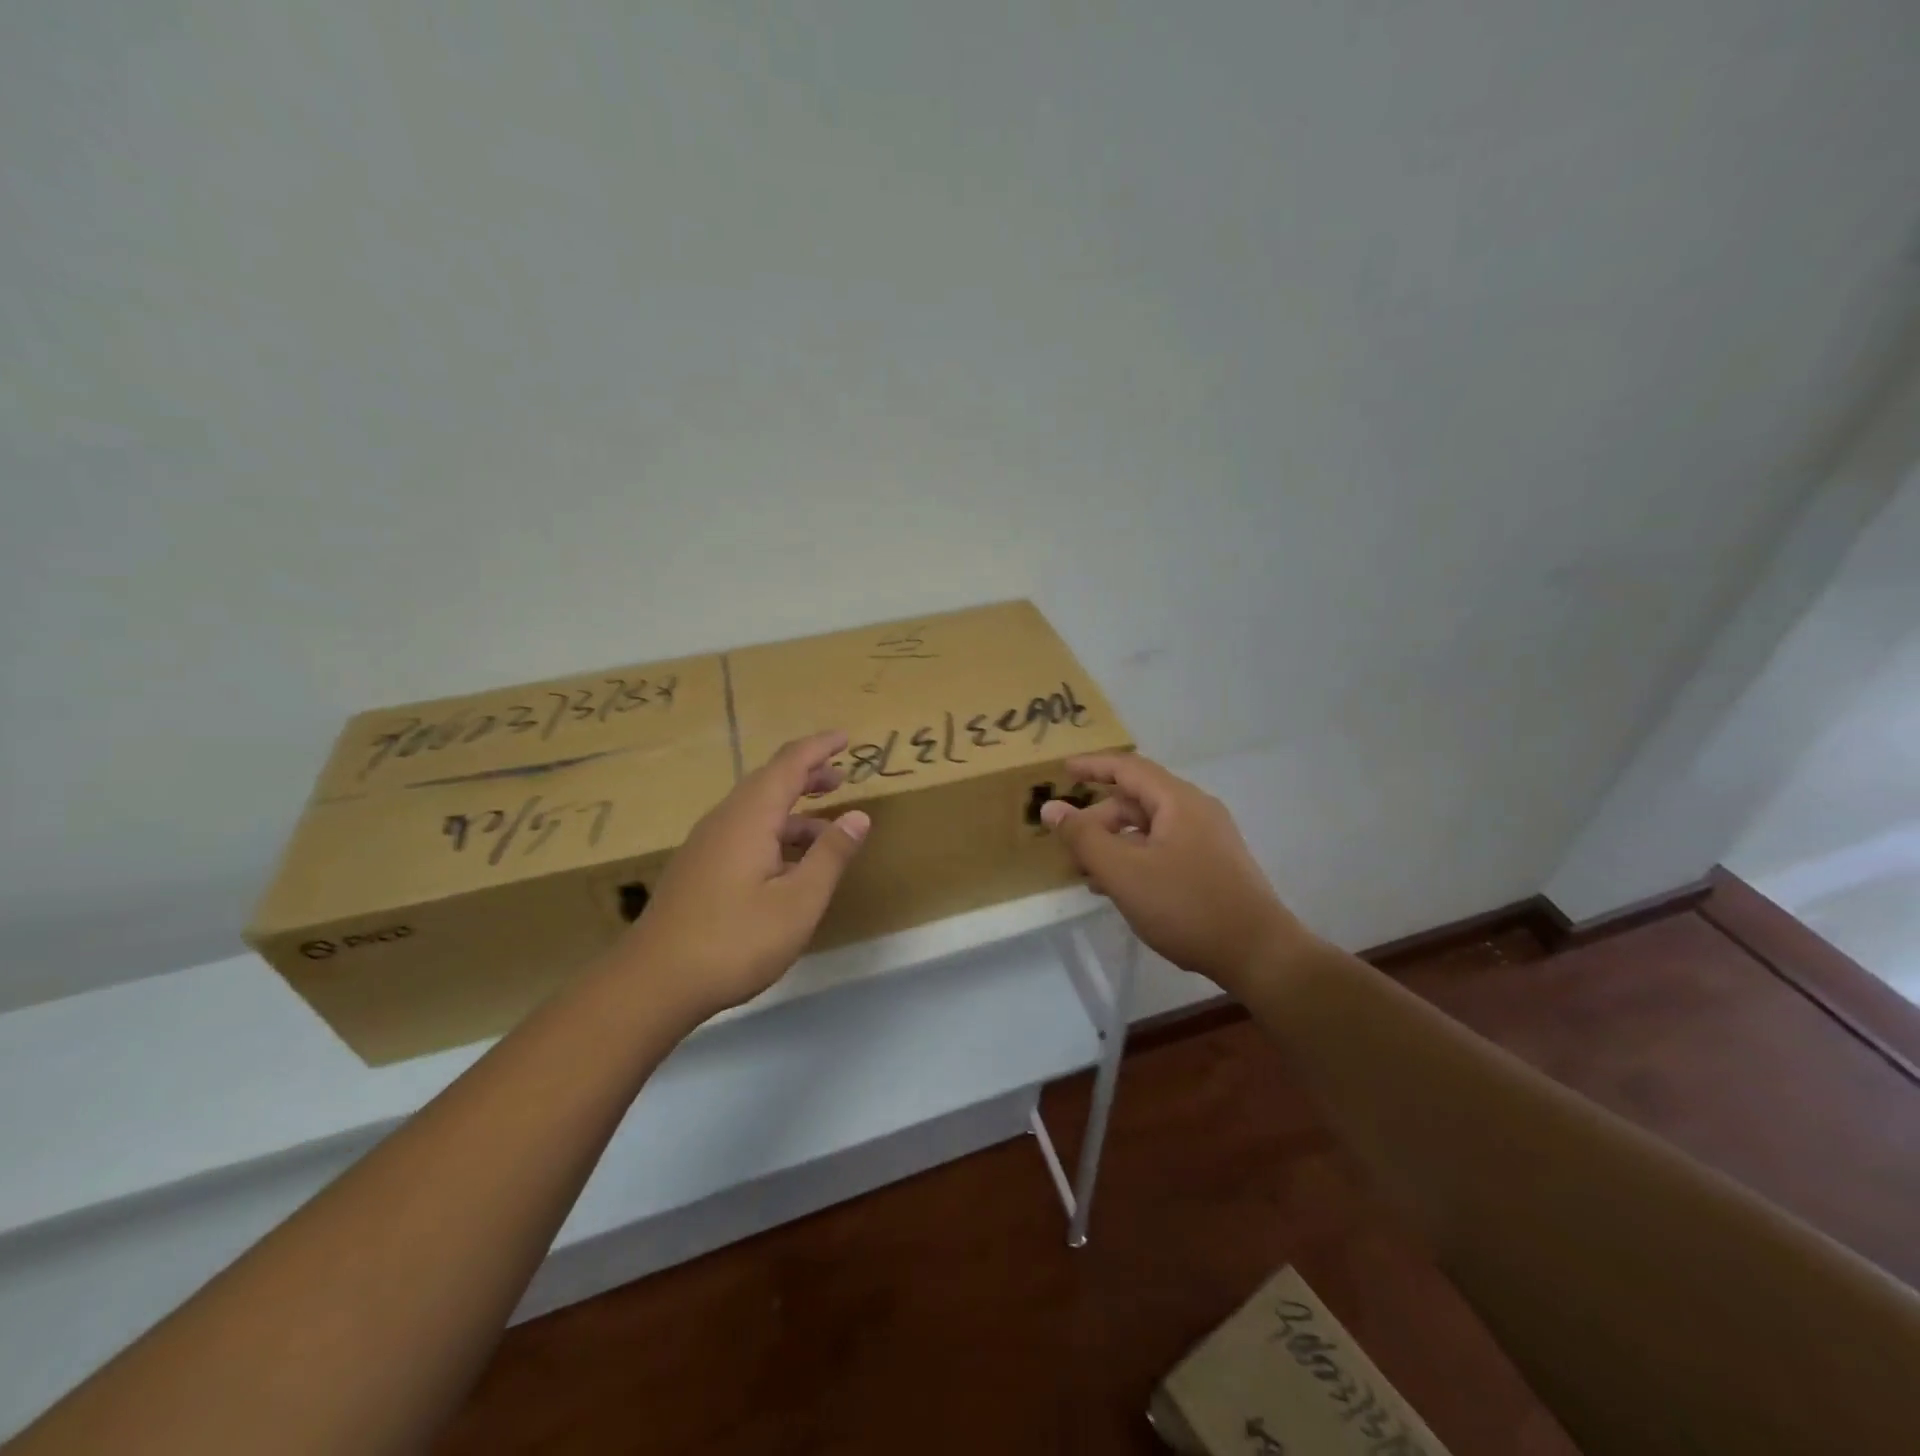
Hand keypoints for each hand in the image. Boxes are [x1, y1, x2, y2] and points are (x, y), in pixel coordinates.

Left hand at [617, 731, 870, 1019]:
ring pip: (756, 810)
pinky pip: (744, 832)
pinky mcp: (699, 869)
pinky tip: (789, 865)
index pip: (789, 764)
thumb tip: (858, 816)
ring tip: (826, 830)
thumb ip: (830, 855)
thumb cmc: (735, 940)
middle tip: (841, 778)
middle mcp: (725, 820)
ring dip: (793, 810)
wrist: (654, 982)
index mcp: (750, 817)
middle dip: (807, 775)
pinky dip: (775, 832)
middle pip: (769, 781)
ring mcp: (707, 845)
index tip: (846, 738)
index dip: (819, 747)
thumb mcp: (799, 901)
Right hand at [1041, 753, 1309, 994]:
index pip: (1127, 768)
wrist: (1258, 954)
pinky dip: (1136, 859)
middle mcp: (1196, 811)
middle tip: (1069, 846)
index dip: (1092, 766)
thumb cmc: (1186, 905)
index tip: (1062, 770)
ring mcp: (1209, 839)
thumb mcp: (1123, 871)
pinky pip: (1164, 849)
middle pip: (1137, 801)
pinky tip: (1120, 889)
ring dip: (1115, 843)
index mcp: (1177, 801)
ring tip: (1088, 873)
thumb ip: (1083, 837)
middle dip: (1098, 819)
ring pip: (1150, 828)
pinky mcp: (1214, 866)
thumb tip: (1051, 807)